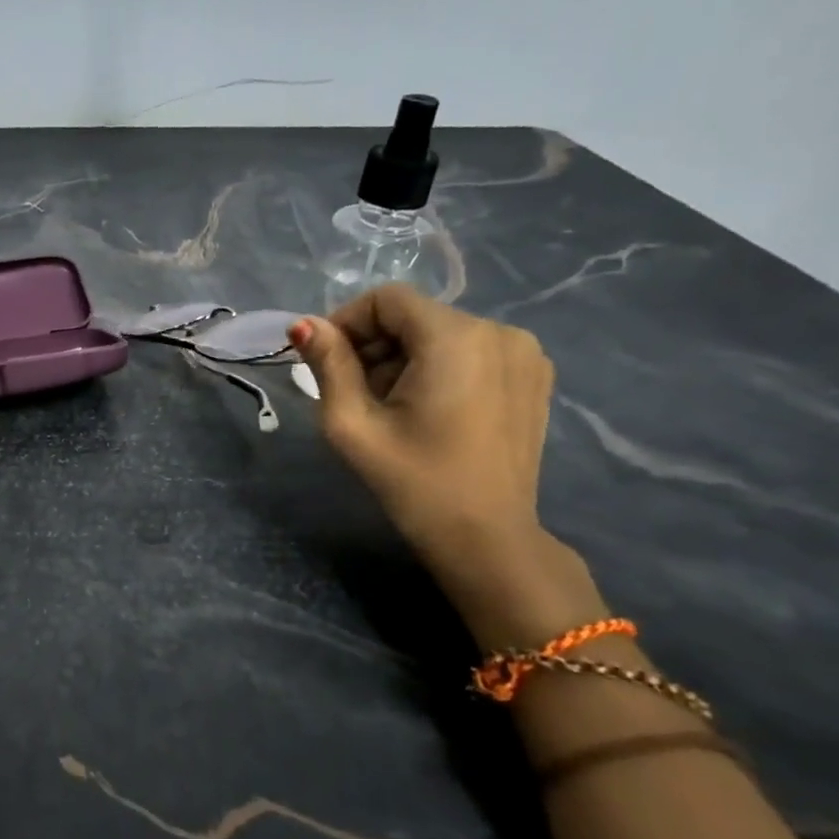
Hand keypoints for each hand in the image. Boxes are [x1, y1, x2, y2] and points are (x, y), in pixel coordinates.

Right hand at [290, 284, 555, 571]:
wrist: (486, 539)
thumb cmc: (413, 482)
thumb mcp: (353, 424)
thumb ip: (328, 365)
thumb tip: (303, 324)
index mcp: (456, 338)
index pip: (387, 299)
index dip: (347, 322)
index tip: (325, 362)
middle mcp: (499, 331)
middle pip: (415, 316)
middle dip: (374, 345)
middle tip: (351, 392)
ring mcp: (525, 353)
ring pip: (442, 334)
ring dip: (404, 359)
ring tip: (388, 407)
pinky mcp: (534, 377)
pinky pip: (471, 352)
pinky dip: (439, 368)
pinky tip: (427, 411)